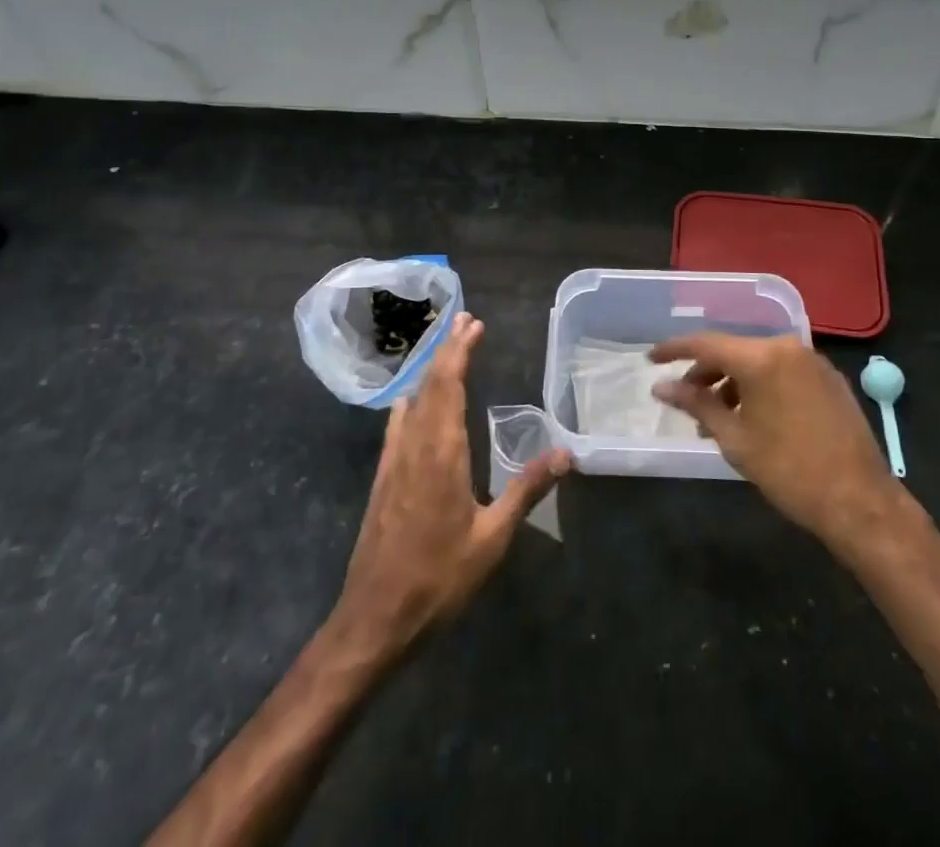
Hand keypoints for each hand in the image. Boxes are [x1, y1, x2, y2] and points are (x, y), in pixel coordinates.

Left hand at [331, 313, 569, 659]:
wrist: (374, 619)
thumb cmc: (438, 578)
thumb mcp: (492, 539)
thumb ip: (526, 490)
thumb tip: (565, 454)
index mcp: (442, 452)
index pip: (448, 385)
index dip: (460, 352)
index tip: (474, 324)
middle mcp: (414, 445)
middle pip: (429, 384)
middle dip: (446, 349)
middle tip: (464, 321)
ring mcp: (393, 461)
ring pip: (411, 400)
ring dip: (429, 370)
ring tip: (445, 348)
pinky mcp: (383, 479)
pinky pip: (397, 424)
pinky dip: (410, 399)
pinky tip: (410, 400)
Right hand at [650, 332, 905, 550]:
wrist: (859, 501)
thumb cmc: (789, 471)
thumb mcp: (735, 439)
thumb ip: (697, 404)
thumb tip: (662, 387)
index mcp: (761, 357)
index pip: (706, 343)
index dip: (674, 349)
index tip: (651, 359)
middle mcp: (787, 347)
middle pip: (733, 351)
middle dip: (705, 373)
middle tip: (686, 401)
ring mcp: (812, 361)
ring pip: (758, 361)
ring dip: (733, 382)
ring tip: (717, 418)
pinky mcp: (828, 378)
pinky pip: (782, 371)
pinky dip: (760, 386)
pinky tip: (752, 416)